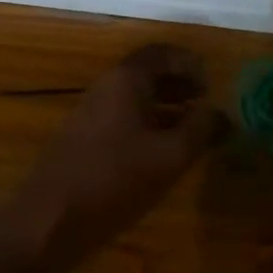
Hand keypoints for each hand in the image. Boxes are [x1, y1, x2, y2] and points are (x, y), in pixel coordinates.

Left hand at [0, 44, 225, 272]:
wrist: (50, 219)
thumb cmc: (115, 179)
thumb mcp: (169, 156)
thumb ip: (201, 130)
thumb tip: (222, 113)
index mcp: (125, 81)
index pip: (161, 53)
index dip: (190, 63)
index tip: (212, 84)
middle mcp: (105, 89)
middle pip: (146, 74)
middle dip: (179, 85)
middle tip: (206, 104)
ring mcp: (89, 114)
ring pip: (133, 98)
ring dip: (164, 107)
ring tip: (191, 129)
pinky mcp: (82, 140)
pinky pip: (121, 119)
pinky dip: (147, 125)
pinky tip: (160, 153)